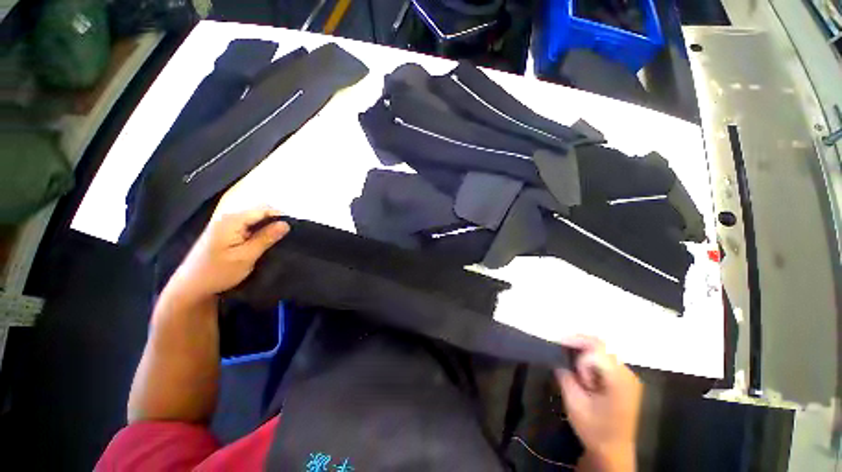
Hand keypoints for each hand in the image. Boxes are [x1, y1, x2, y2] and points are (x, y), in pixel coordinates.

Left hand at [168, 206, 289, 301]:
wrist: (191, 287)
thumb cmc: (218, 272)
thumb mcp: (246, 256)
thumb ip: (266, 238)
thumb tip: (286, 224)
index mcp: (232, 220)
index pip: (263, 209)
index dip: (280, 216)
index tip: (294, 229)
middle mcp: (227, 218)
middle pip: (258, 212)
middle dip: (274, 222)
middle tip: (287, 236)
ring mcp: (225, 225)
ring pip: (254, 220)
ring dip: (267, 228)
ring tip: (278, 240)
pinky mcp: (225, 232)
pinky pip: (247, 226)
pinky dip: (258, 232)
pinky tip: (264, 243)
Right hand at [555, 336, 641, 468]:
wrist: (613, 451)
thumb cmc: (594, 429)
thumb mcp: (574, 403)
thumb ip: (565, 377)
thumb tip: (558, 359)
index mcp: (618, 381)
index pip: (596, 350)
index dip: (576, 346)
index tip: (559, 349)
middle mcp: (628, 374)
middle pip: (602, 345)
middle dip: (579, 341)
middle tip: (560, 343)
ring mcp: (629, 377)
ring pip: (604, 349)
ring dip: (584, 349)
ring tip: (568, 354)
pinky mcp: (625, 380)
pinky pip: (606, 358)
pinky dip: (591, 356)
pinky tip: (580, 364)